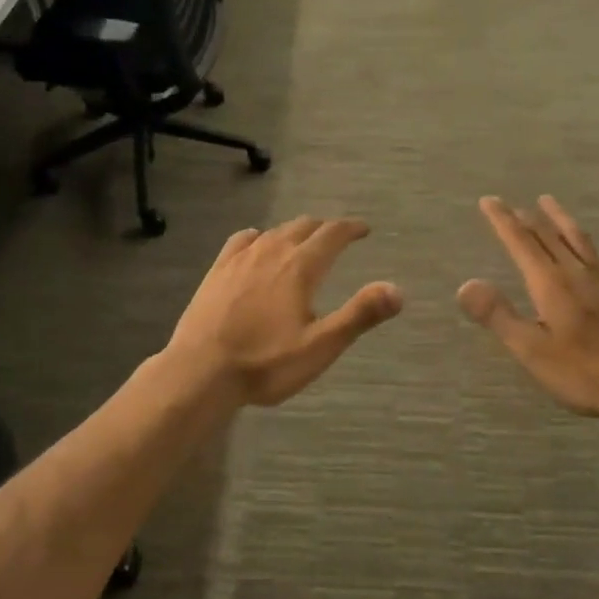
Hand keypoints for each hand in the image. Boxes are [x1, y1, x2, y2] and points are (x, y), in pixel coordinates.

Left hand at [168, 217, 402, 406]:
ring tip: (303, 241)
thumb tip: (397, 290)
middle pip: (302, 227)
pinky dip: (259, 237)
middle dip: (324, 229)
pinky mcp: (217, 271)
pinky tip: (257, 244)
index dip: (351, 229)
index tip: (364, 229)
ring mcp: (240, 260)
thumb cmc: (266, 363)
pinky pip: (242, 240)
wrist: (200, 372)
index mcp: (300, 268)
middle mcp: (271, 253)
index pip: (332, 235)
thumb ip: (359, 315)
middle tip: (337, 237)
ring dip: (294, 231)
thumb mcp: (321, 346)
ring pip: (273, 232)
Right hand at [458, 196, 598, 420]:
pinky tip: (585, 246)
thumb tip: (465, 284)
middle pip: (549, 237)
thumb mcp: (531, 350)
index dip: (503, 221)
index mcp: (552, 284)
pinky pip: (595, 254)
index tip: (488, 201)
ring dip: (558, 219)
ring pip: (576, 240)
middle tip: (509, 203)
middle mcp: (576, 275)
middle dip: (526, 218)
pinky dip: (582, 239)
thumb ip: (499, 315)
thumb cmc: (582, 373)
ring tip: (549, 202)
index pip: (522, 243)